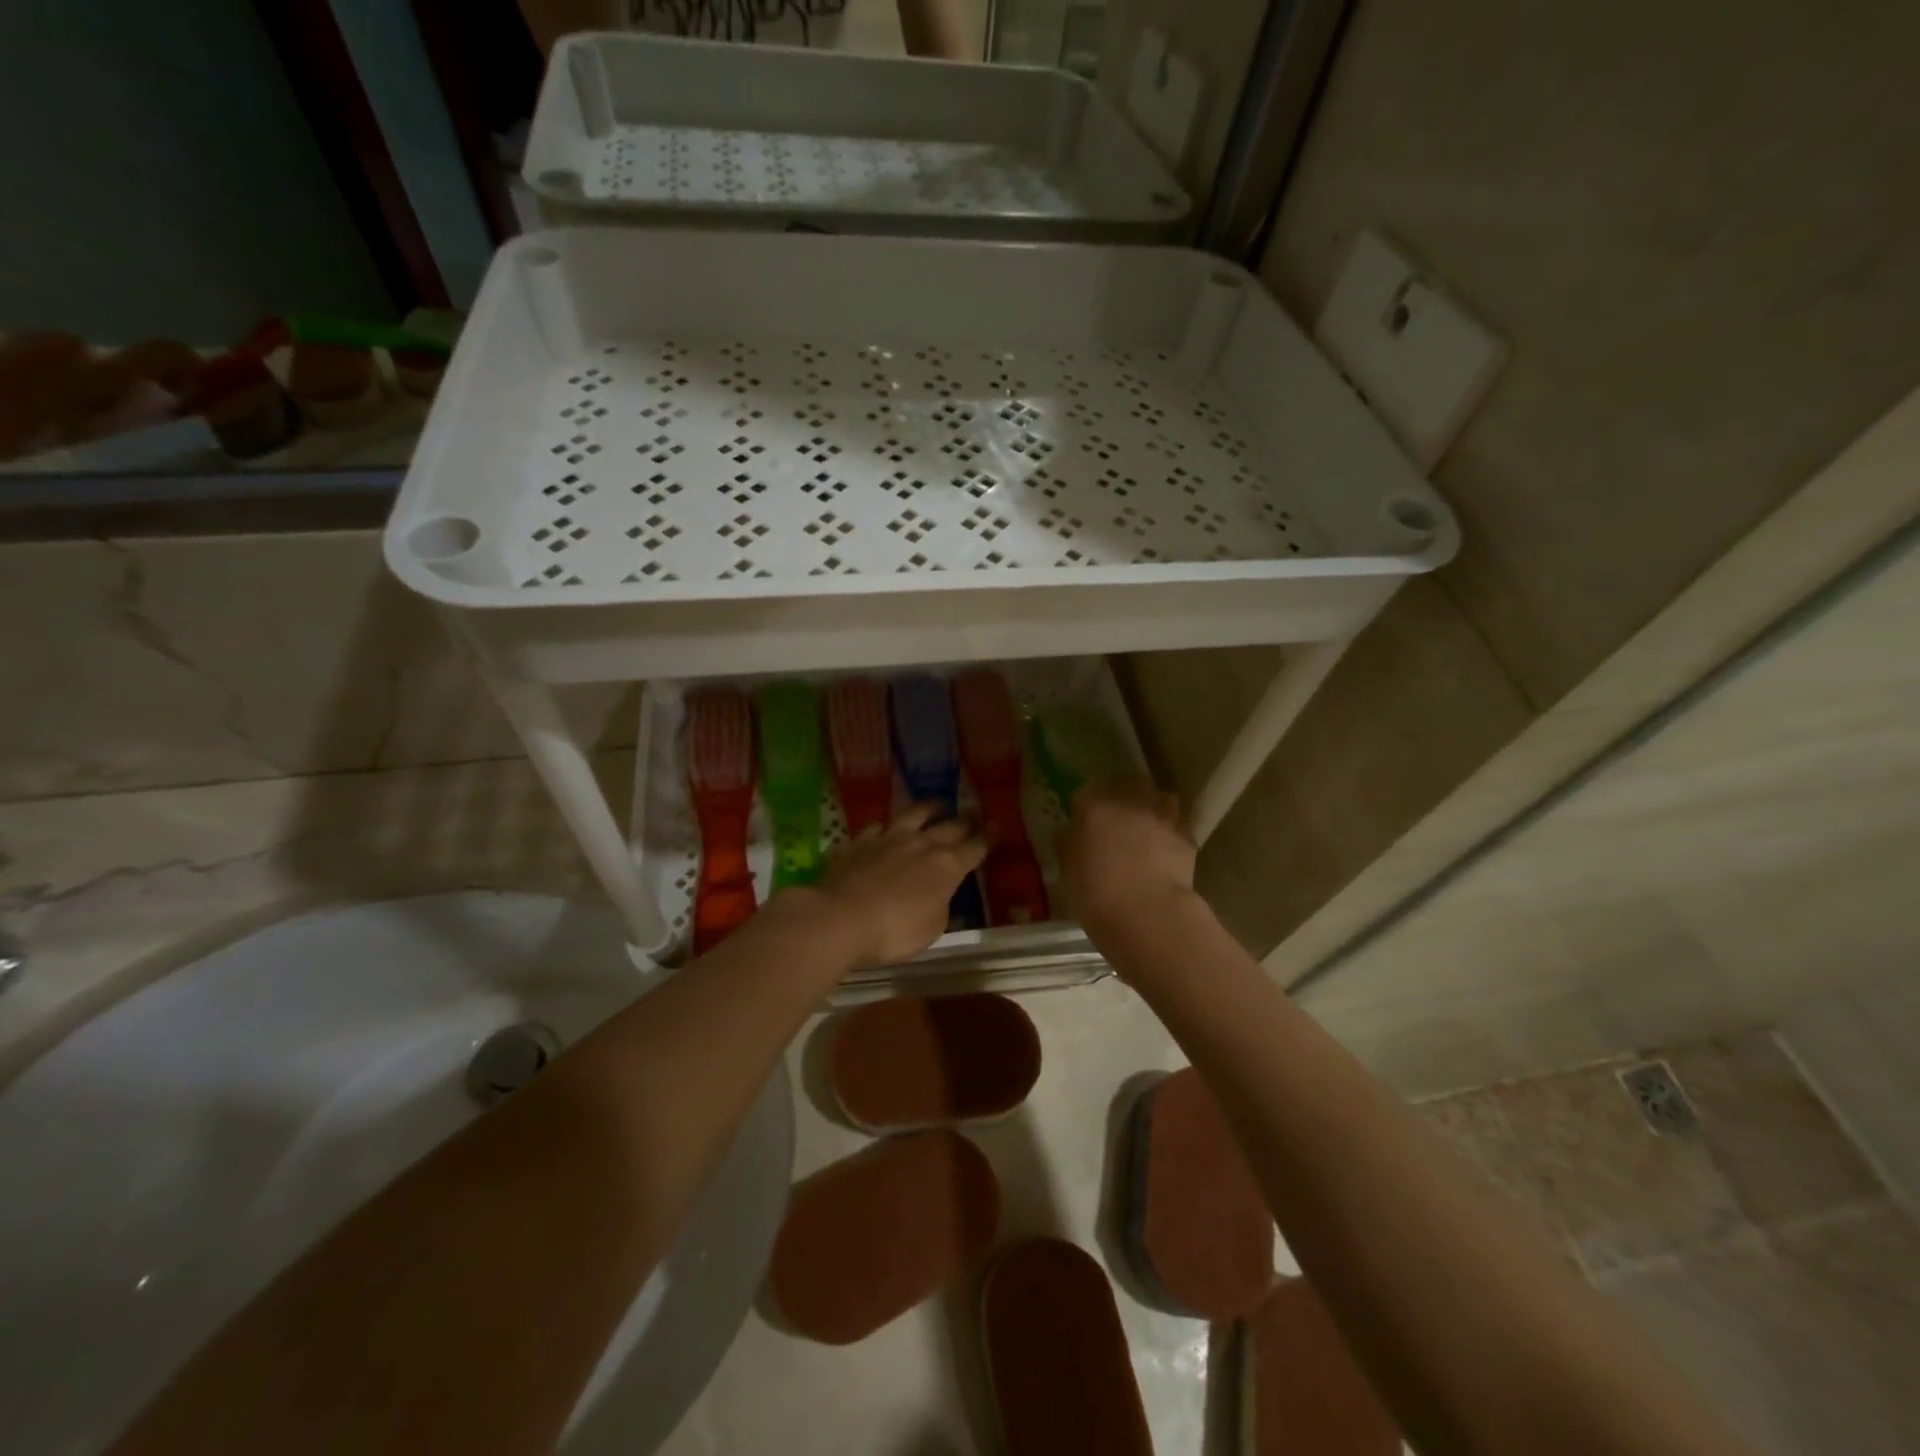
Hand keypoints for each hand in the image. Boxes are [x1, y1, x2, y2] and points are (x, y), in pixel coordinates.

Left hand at [785, 804, 986, 971]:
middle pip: (949, 826)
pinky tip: (884, 826)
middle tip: (975, 811)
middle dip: (965, 819)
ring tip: (938, 804)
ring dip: (929, 808)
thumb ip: (941, 906)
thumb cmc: (894, 931)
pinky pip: (876, 827)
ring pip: (913, 815)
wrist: (839, 918)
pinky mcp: (858, 843)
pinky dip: (885, 826)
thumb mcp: (931, 928)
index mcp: (946, 866)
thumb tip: (943, 894)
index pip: (974, 847)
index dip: (986, 838)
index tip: (995, 826)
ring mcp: (887, 839)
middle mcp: (920, 844)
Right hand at [1057, 777, 1196, 940]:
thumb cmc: (1095, 892)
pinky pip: (1177, 823)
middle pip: (1131, 781)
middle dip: (1127, 792)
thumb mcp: (1066, 867)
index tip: (1087, 815)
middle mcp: (1131, 801)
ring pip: (1161, 796)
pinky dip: (1171, 830)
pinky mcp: (1187, 836)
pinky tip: (1165, 848)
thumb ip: (1067, 841)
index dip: (1090, 799)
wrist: (1146, 914)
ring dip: (1154, 805)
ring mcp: (1163, 816)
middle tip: (1120, 814)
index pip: (1090, 787)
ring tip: (1148, 826)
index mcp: (1095, 805)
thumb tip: (1069, 831)